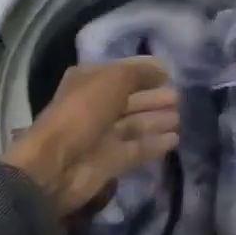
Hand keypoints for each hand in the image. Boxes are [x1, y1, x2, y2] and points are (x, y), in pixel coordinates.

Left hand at [5, 57, 180, 215]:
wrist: (56, 165)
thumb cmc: (83, 112)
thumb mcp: (112, 80)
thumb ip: (139, 72)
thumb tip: (162, 69)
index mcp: (89, 81)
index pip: (122, 72)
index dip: (145, 71)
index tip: (170, 72)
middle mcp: (96, 106)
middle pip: (131, 99)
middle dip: (154, 97)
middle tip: (178, 97)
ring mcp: (102, 135)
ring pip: (135, 124)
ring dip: (157, 120)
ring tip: (179, 117)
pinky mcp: (110, 160)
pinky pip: (137, 148)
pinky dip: (154, 144)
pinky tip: (174, 140)